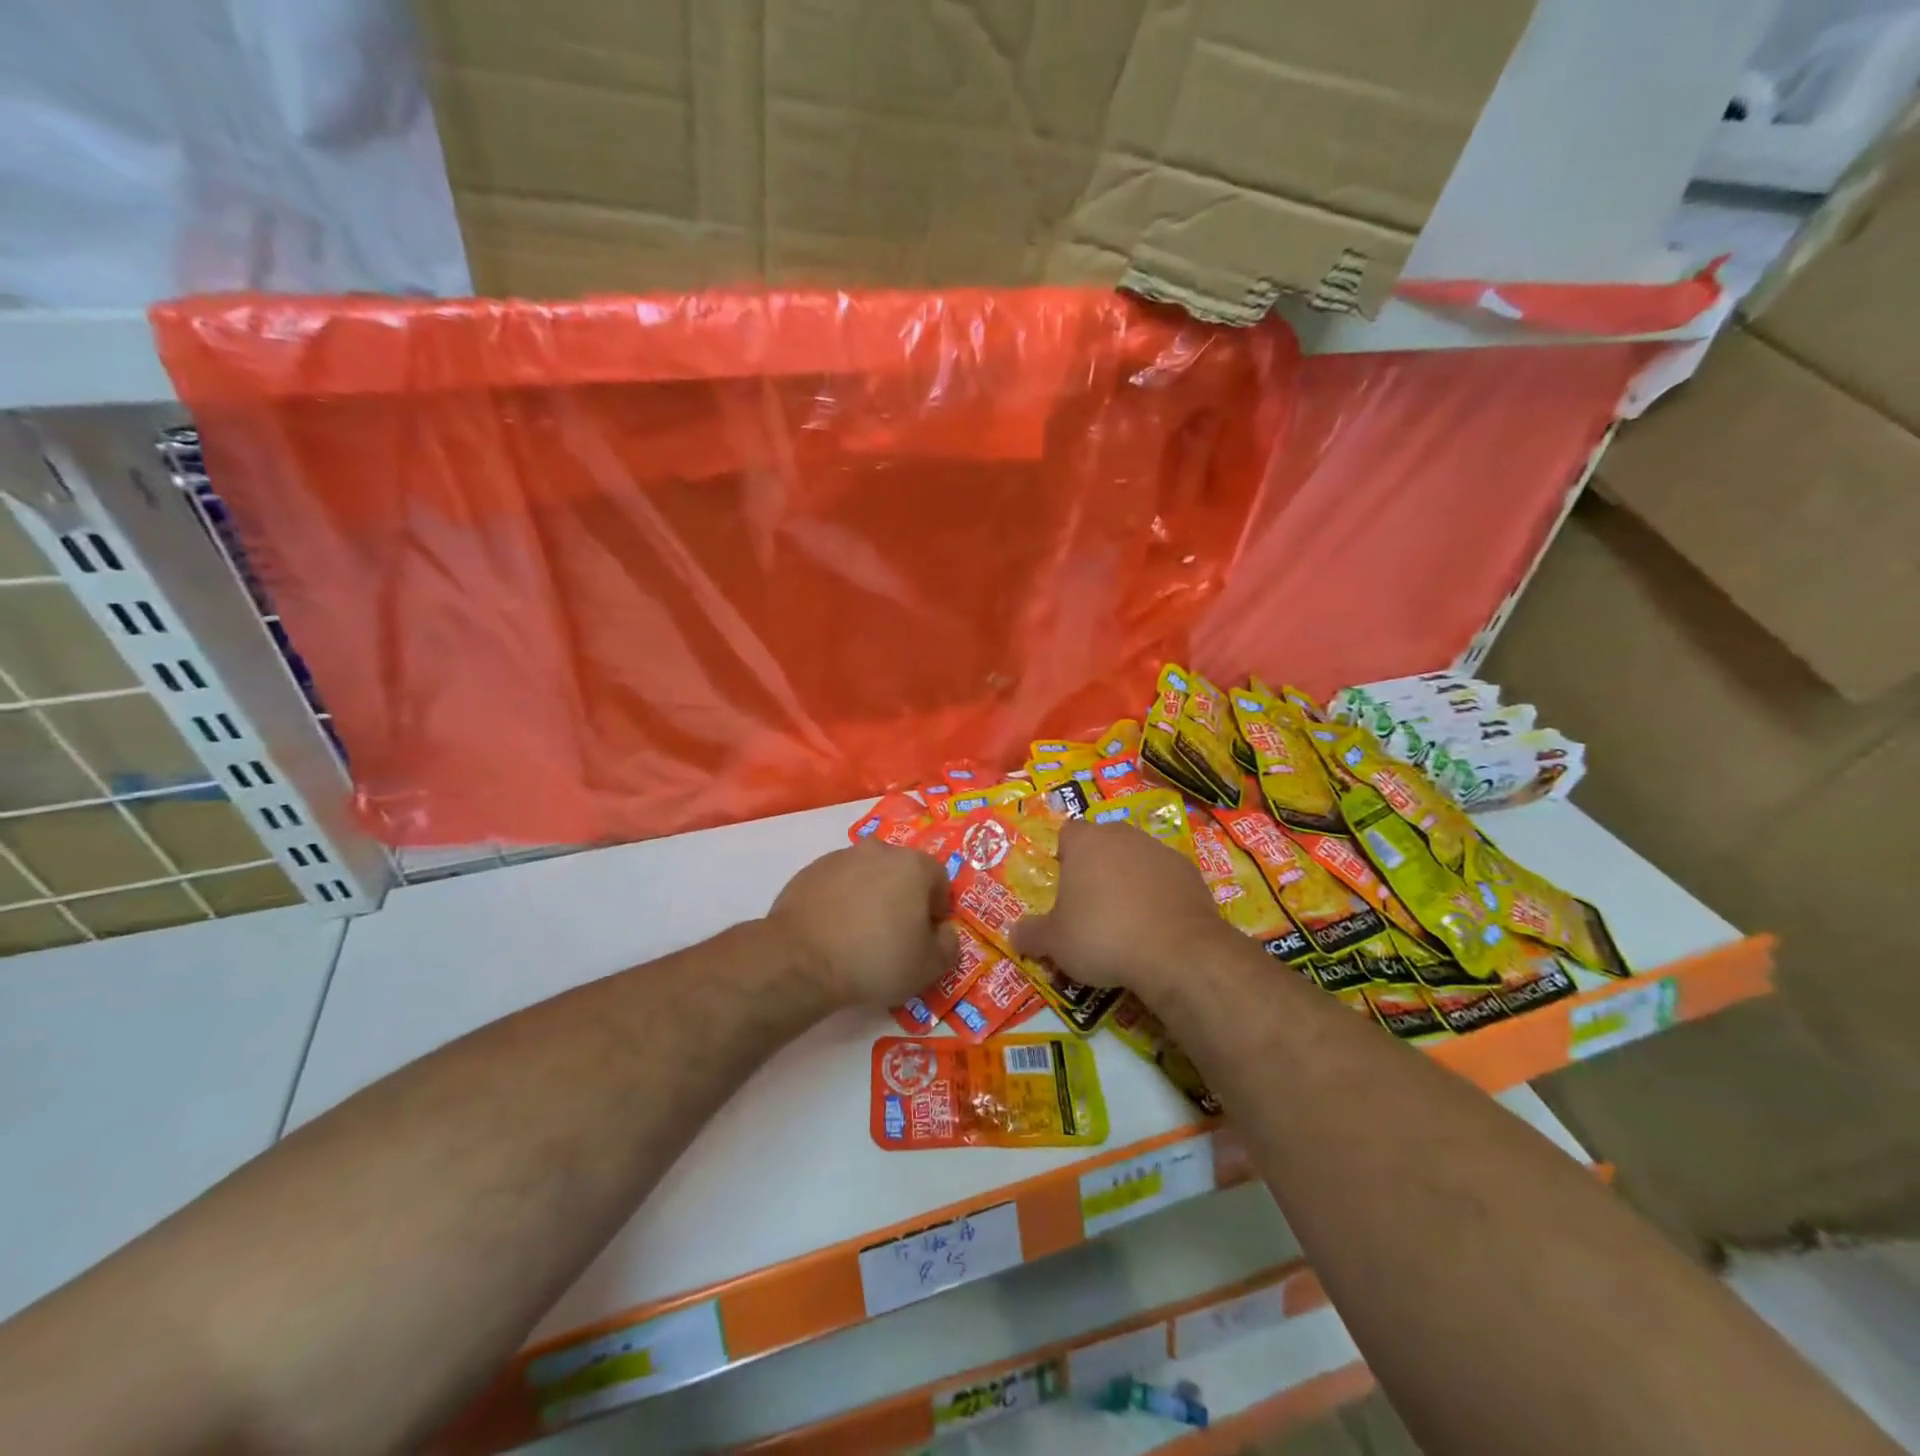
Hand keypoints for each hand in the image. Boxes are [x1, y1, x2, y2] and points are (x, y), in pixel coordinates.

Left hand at [768, 842, 958, 1005]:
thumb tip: (944, 932)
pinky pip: (838, 883)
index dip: (938, 907)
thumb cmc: (875, 959)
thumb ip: (949, 946)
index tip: (928, 934)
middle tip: (896, 933)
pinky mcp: (811, 870)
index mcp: (914, 865)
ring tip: (861, 933)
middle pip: (902, 871)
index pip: (940, 879)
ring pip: (868, 874)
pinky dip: (841, 899)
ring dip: (871, 895)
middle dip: (905, 897)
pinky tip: (834, 930)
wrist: (801, 959)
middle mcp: (879, 850)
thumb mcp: (928, 967)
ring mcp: (841, 857)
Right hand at [1012, 818, 1226, 995]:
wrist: (1177, 952)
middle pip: (1104, 842)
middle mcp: (1123, 835)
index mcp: (1086, 842)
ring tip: (1127, 920)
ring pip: (1137, 858)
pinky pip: (1166, 878)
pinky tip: (1157, 926)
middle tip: (1091, 905)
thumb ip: (1031, 934)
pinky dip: (1160, 895)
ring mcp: (1161, 851)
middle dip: (1097, 866)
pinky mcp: (1191, 873)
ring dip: (1130, 879)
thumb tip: (1014, 935)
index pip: (1068, 832)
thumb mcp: (1055, 943)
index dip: (1063, 855)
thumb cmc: (1103, 936)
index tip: (1064, 885)